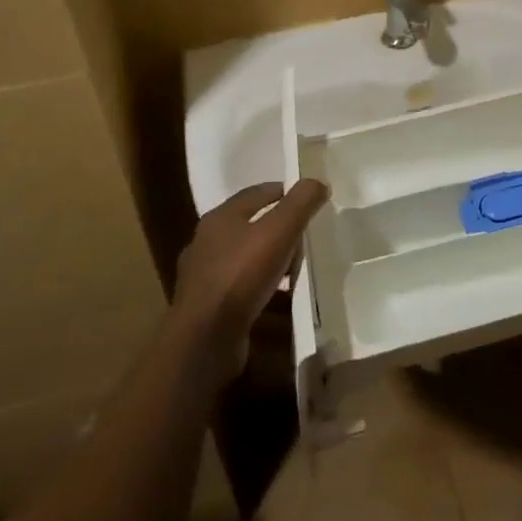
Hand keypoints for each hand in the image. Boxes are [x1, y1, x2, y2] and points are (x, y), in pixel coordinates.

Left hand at [173, 179, 328, 380]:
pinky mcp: (207, 306)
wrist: (204, 338)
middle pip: (250, 224)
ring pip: (245, 257)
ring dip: (270, 260)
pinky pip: (241, 286)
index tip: (309, 199)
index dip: (284, 192)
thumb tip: (317, 182)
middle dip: (279, 228)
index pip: (257, 193)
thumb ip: (300, 204)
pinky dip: (261, 286)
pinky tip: (278, 297)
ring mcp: (204, 275)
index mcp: (220, 217)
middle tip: (305, 236)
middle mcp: (207, 242)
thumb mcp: (279, 231)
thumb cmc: (241, 275)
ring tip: (295, 269)